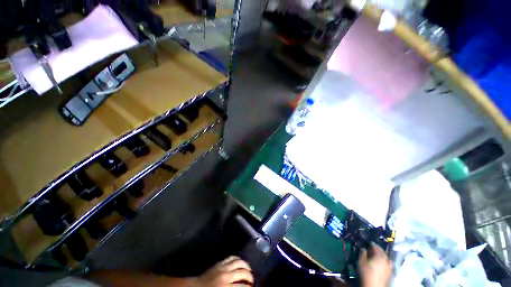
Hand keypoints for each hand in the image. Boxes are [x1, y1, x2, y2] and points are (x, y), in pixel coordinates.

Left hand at [190, 256, 253, 286]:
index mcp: (226, 286)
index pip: (242, 286)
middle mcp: (226, 274)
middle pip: (242, 272)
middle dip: (250, 276)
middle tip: (252, 280)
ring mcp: (223, 266)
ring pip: (239, 262)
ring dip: (246, 265)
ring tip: (249, 270)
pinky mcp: (220, 262)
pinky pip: (232, 257)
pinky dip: (238, 258)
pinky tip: (240, 262)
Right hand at [358, 244, 391, 286]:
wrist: (375, 286)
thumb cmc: (367, 273)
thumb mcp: (361, 262)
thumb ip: (362, 253)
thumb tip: (364, 249)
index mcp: (380, 256)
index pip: (376, 246)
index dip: (371, 245)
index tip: (367, 245)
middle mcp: (387, 260)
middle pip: (382, 252)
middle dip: (376, 250)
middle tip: (370, 251)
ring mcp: (390, 267)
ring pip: (385, 258)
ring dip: (380, 257)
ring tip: (374, 258)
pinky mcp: (390, 273)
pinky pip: (387, 264)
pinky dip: (383, 263)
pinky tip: (379, 265)